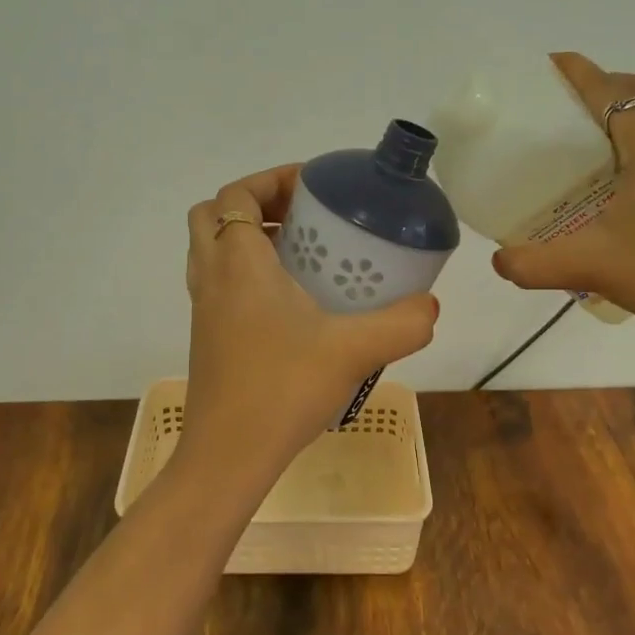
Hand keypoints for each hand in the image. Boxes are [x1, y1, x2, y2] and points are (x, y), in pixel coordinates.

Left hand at [183, 165, 439, 473]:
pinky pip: (219, 283)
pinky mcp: (207, 337)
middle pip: (214, 215)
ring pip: (211, 251)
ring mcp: (204, 309)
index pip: (236, 195)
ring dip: (249, 238)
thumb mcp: (355, 350)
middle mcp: (212, 277)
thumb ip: (403, 324)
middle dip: (256, 204)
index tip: (312, 187)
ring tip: (301, 254)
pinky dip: (245, 273)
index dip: (270, 178)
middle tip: (302, 218)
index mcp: (238, 262)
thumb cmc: (284, 389)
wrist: (229, 456)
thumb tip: (431, 307)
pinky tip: (291, 303)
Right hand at [491, 53, 634, 380]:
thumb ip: (534, 263)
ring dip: (630, 110)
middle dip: (599, 88)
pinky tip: (633, 178)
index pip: (605, 86)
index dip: (572, 72)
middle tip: (560, 115)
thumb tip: (497, 262)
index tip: (542, 68)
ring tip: (592, 143)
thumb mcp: (594, 266)